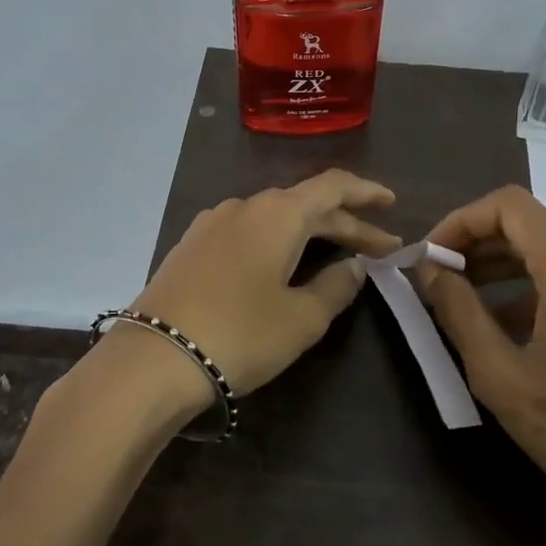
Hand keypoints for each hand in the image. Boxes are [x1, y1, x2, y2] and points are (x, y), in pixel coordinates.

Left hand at [100, 170, 401, 428]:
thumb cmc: (240, 334)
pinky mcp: (191, 245)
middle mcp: (245, 206)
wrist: (154, 358)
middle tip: (377, 248)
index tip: (392, 204)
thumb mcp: (302, 318)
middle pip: (305, 204)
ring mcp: (212, 223)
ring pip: (274, 217)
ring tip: (332, 253)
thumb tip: (354, 266)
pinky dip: (275, 241)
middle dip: (345, 223)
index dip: (366, 193)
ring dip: (308, 232)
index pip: (333, 187)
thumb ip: (336, 287)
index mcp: (278, 213)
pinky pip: (246, 230)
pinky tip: (280, 262)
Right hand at [417, 186, 545, 545]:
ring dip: (505, 273)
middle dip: (478, 249)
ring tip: (467, 310)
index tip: (431, 259)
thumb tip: (430, 269)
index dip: (460, 221)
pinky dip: (539, 293)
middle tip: (439, 285)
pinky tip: (515, 333)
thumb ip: (457, 310)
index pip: (509, 205)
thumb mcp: (500, 374)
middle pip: (531, 228)